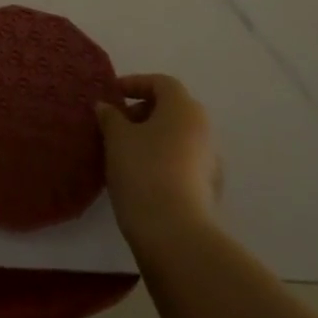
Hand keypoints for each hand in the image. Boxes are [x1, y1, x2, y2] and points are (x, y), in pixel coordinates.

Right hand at [96, 74, 220, 248]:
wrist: (175, 234)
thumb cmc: (143, 171)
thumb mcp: (117, 138)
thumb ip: (110, 117)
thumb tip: (106, 106)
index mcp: (184, 108)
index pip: (161, 83)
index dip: (135, 83)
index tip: (112, 94)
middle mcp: (203, 128)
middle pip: (172, 108)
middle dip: (143, 111)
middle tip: (116, 124)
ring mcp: (210, 160)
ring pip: (178, 136)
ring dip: (153, 137)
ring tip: (124, 152)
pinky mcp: (209, 188)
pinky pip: (182, 161)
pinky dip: (163, 159)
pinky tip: (142, 176)